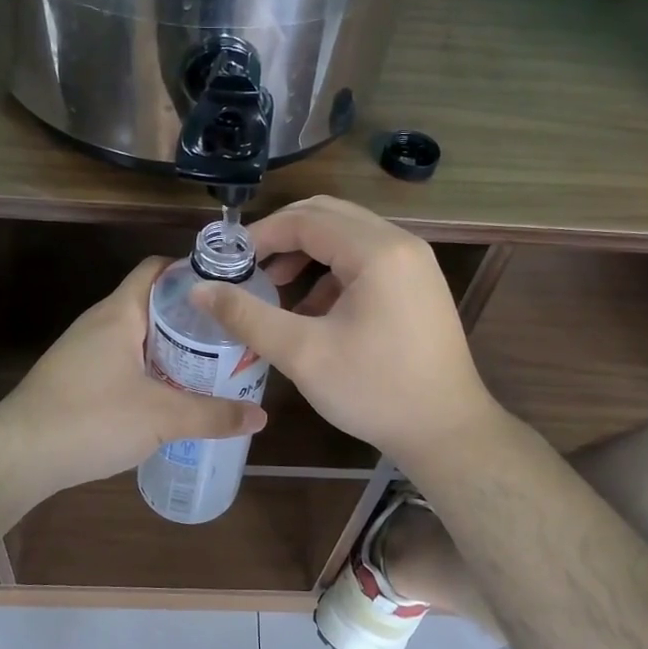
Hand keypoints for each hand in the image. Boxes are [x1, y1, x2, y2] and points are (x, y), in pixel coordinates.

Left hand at [0, 256, 266, 499]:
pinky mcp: (78, 378)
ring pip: (138, 336)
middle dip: (192, 318)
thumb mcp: (161, 418)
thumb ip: (213, 415)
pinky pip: (124, 361)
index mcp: (120, 314)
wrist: (18, 456)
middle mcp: (100, 323)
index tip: (229, 291)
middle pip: (153, 304)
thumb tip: (261, 416)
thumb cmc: (91, 419)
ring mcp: (85, 350)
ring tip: (211, 366)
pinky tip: (171, 396)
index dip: (193, 272)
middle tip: (231, 336)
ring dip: (172, 348)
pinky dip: (151, 370)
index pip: (157, 269)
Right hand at [190, 197, 495, 466]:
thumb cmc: (374, 391)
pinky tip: (312, 310)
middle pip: (328, 216)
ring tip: (275, 288)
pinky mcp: (418, 285)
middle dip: (283, 237)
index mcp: (377, 251)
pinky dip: (332, 273)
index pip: (306, 219)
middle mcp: (400, 244)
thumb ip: (247, 316)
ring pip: (347, 236)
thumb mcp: (302, 353)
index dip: (261, 235)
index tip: (227, 261)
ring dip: (307, 254)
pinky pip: (366, 260)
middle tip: (248, 267)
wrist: (447, 431)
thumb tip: (200, 289)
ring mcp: (414, 263)